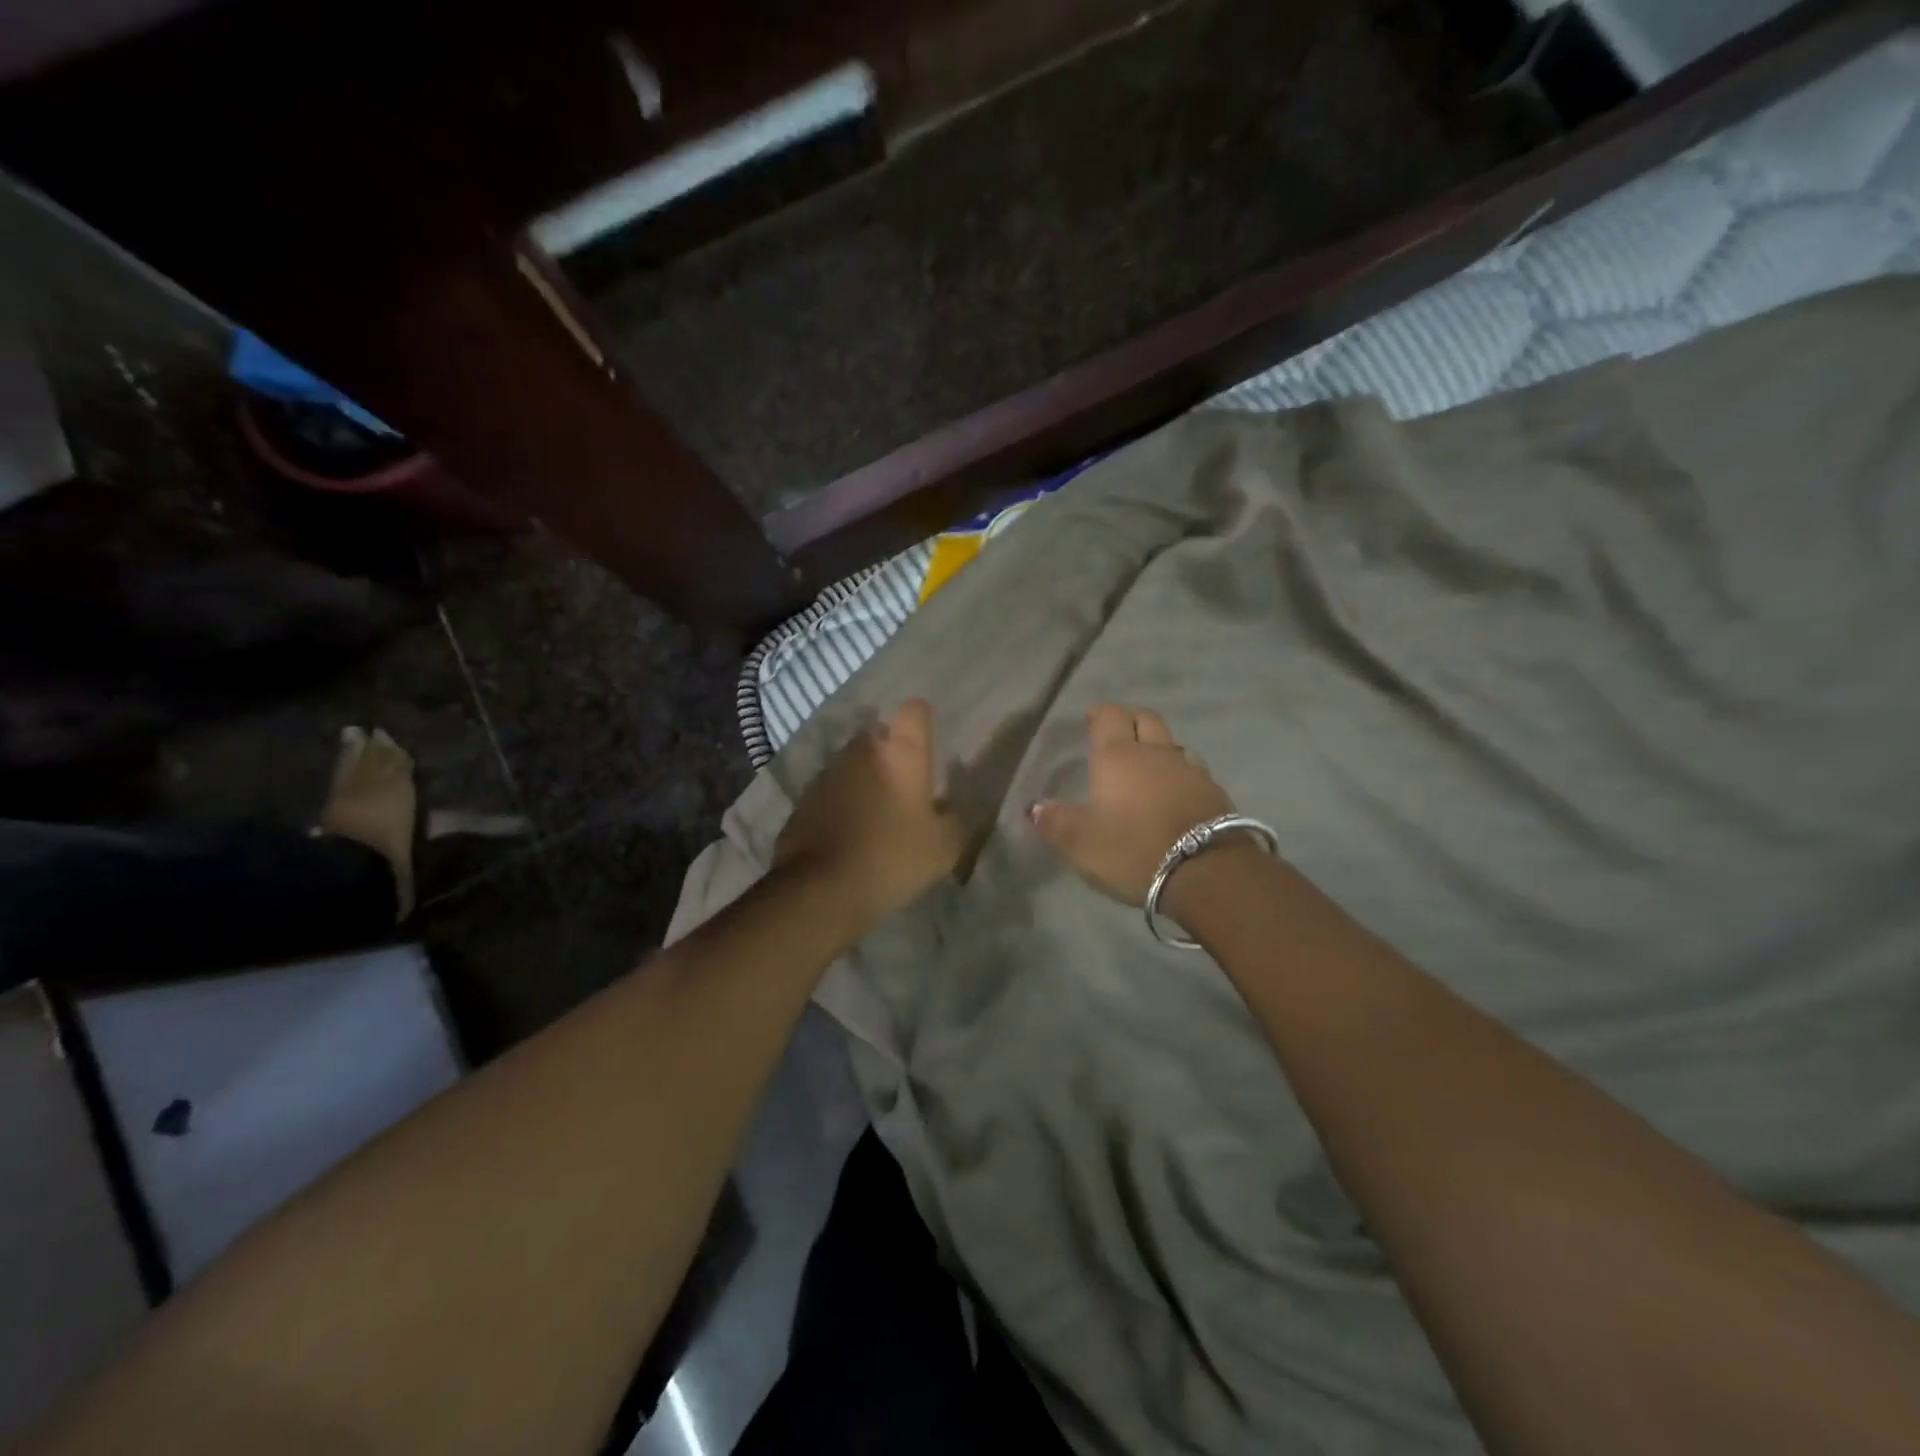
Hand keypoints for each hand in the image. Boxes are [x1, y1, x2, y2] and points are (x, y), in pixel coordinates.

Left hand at [775, 699, 965, 927]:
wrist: (822, 889)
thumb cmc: (893, 857)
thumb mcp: (945, 846)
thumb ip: (956, 819)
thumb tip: (950, 808)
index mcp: (901, 753)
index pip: (916, 711)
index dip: (922, 723)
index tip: (927, 747)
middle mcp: (861, 750)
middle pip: (880, 736)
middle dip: (891, 754)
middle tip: (905, 789)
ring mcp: (827, 772)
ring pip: (853, 764)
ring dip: (864, 779)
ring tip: (875, 815)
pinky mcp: (803, 799)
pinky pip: (830, 792)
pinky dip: (840, 804)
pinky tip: (848, 833)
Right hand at [1031, 704, 1234, 907]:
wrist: (1207, 872)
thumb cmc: (1133, 849)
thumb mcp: (1080, 843)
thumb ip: (1054, 822)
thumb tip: (1034, 807)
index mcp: (1118, 756)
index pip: (1110, 716)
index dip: (1100, 714)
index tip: (1091, 721)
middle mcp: (1156, 753)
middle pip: (1146, 719)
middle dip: (1130, 721)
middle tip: (1118, 736)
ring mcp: (1190, 770)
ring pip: (1172, 745)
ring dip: (1158, 749)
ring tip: (1147, 768)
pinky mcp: (1215, 793)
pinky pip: (1192, 772)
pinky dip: (1179, 776)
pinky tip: (1174, 795)